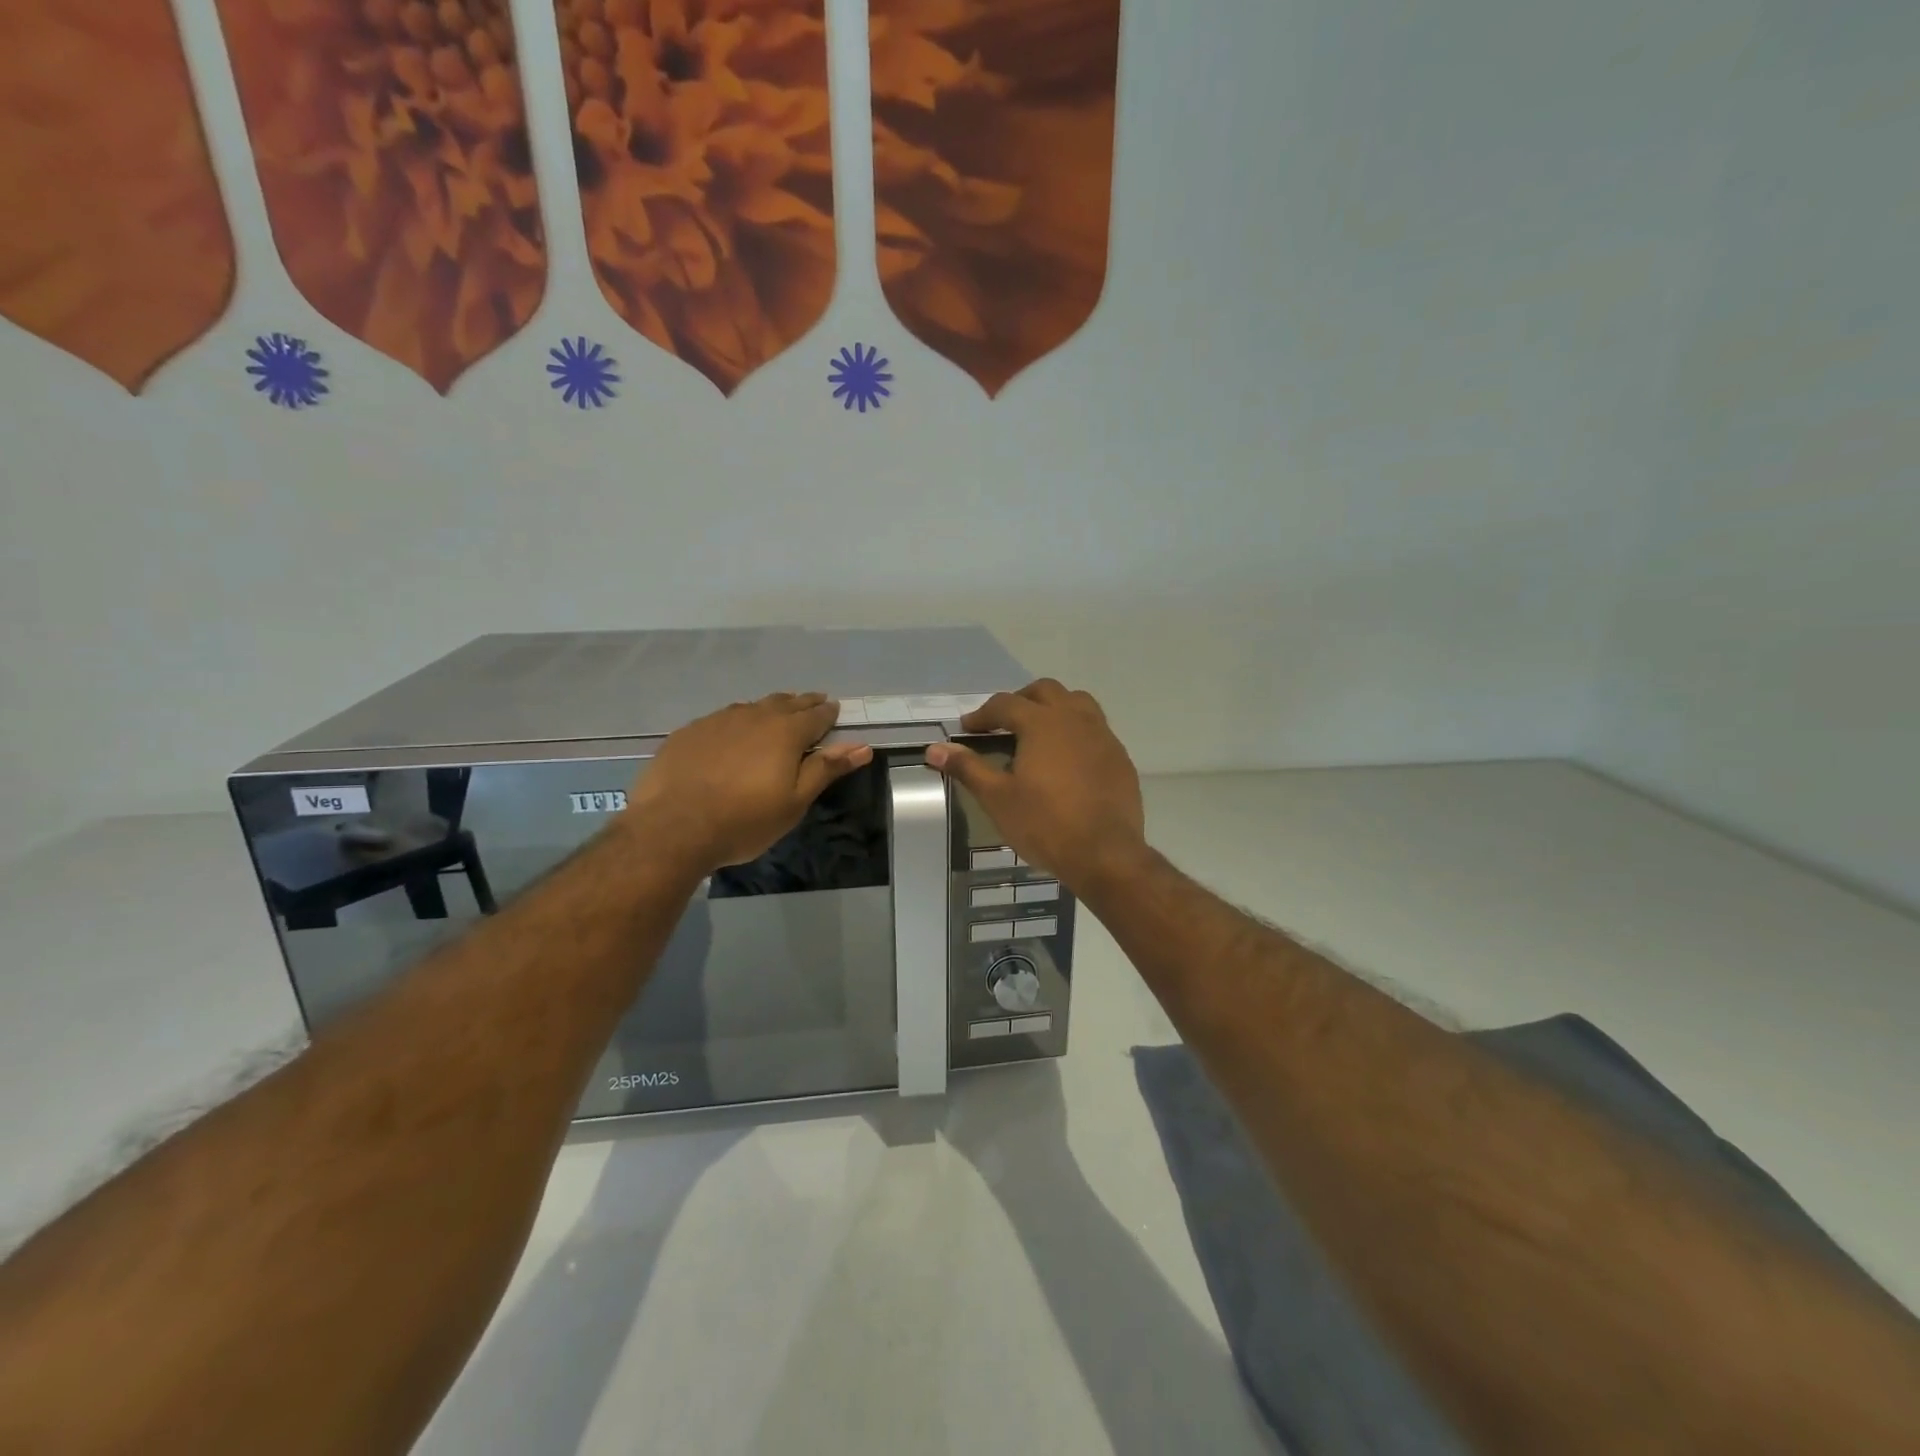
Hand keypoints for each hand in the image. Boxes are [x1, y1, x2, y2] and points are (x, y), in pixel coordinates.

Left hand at [625, 692, 872, 876]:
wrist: (673, 827)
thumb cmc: (744, 820)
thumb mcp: (795, 801)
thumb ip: (827, 769)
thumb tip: (863, 746)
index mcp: (786, 732)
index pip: (816, 715)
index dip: (828, 713)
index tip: (835, 711)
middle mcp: (754, 716)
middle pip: (786, 703)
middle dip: (803, 703)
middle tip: (813, 704)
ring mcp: (718, 720)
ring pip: (753, 706)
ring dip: (770, 708)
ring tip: (776, 714)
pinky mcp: (690, 731)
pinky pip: (723, 718)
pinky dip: (738, 721)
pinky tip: (733, 733)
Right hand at [925, 679, 1147, 892]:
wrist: (1105, 854)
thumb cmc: (1045, 824)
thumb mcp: (997, 798)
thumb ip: (968, 767)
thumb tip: (934, 749)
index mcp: (1042, 723)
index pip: (1005, 704)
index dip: (982, 715)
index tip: (967, 729)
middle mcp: (1075, 719)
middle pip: (1045, 691)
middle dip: (1020, 701)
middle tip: (1003, 724)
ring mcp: (1103, 736)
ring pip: (1077, 703)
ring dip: (1053, 709)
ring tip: (1038, 733)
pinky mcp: (1120, 757)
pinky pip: (1095, 729)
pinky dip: (1076, 732)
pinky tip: (1067, 760)